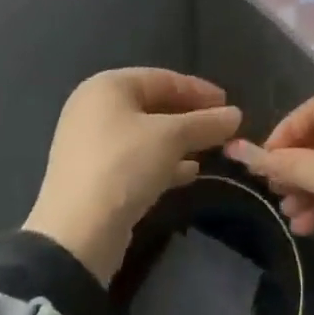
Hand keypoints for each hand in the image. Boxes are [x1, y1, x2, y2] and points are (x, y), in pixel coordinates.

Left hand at [22, 69, 241, 284]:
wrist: (77, 236)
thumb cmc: (123, 166)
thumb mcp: (170, 138)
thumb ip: (205, 123)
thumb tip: (235, 115)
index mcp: (107, 86)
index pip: (162, 78)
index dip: (198, 90)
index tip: (228, 103)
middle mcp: (94, 109)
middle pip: (153, 105)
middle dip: (190, 118)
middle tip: (222, 127)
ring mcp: (91, 145)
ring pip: (146, 135)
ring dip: (180, 142)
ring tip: (212, 150)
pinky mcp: (94, 178)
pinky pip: (136, 160)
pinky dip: (163, 163)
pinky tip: (190, 173)